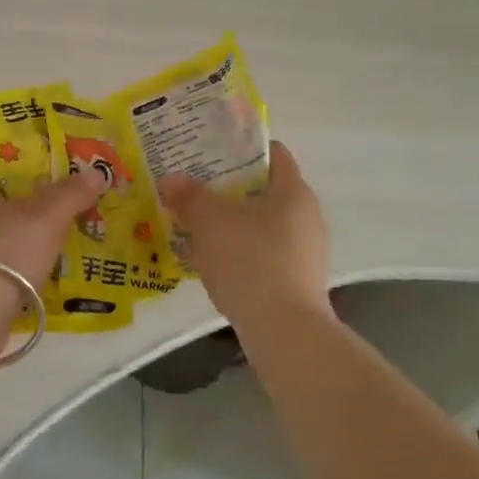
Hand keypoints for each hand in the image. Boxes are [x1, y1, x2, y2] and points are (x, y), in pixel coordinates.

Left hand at [0, 171, 105, 293]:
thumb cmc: (6, 254)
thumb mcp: (47, 217)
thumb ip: (72, 193)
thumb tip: (96, 174)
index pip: (10, 173)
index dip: (42, 175)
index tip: (70, 186)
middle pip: (9, 208)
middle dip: (40, 214)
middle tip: (75, 219)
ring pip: (5, 241)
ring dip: (31, 247)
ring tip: (67, 252)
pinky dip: (20, 273)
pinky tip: (44, 281)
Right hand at [160, 141, 330, 323]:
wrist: (284, 331)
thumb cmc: (250, 262)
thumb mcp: (210, 222)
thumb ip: (190, 196)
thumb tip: (171, 179)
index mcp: (293, 191)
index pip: (272, 153)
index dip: (240, 147)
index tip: (209, 151)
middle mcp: (307, 216)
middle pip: (265, 189)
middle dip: (229, 188)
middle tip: (194, 188)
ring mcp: (306, 251)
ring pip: (263, 223)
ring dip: (233, 222)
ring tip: (198, 226)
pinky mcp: (298, 280)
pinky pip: (265, 253)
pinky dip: (242, 251)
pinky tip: (215, 262)